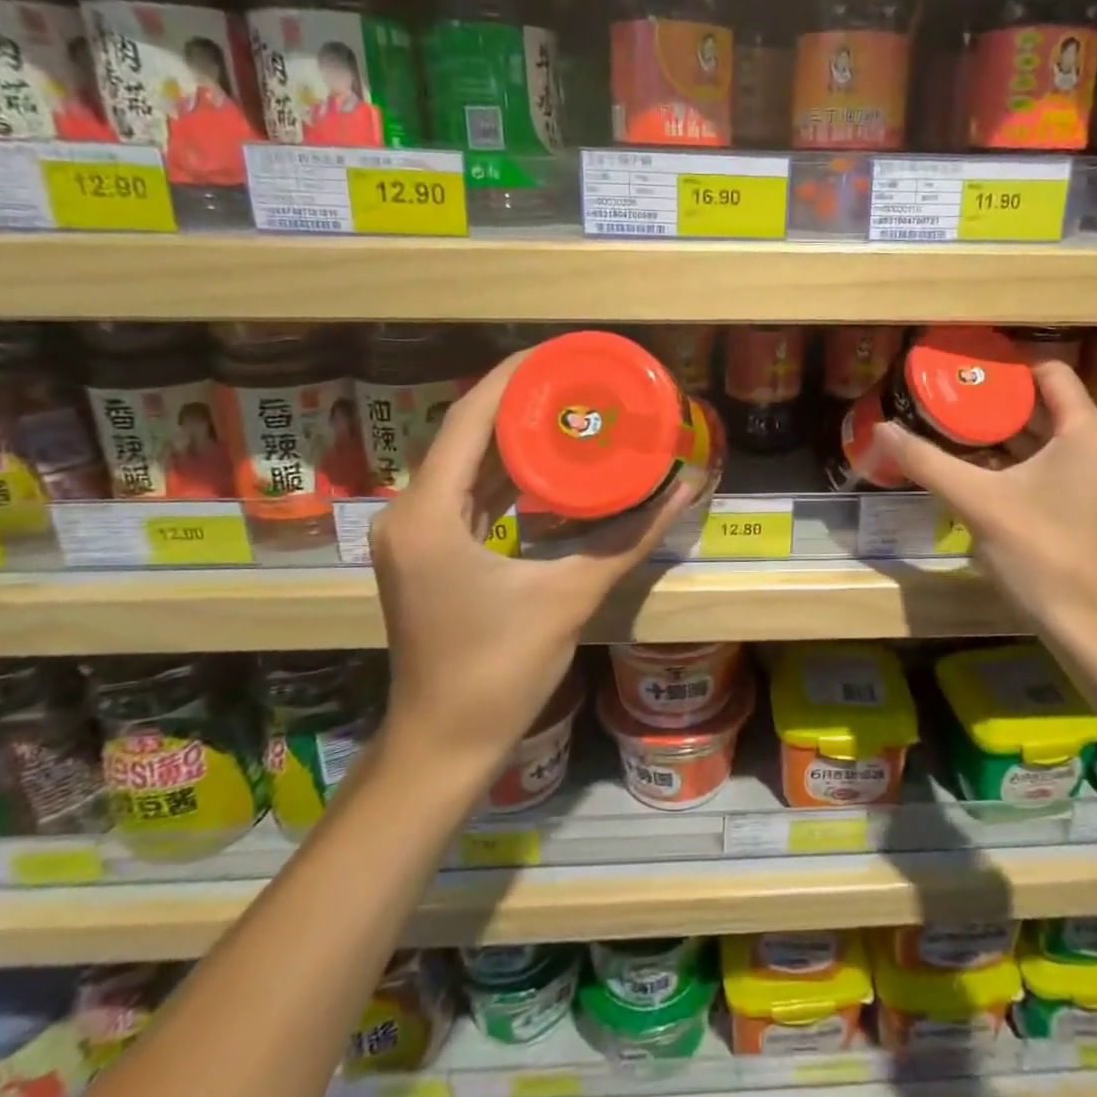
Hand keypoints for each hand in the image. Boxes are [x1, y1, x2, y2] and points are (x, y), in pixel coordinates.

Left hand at [368, 351, 697, 769]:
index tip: (562, 352)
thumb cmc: (499, 671)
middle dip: (521, 402)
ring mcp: (414, 535)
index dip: (514, 377)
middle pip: (465, 434)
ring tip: (570, 409)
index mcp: (429, 514)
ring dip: (512, 437)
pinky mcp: (428, 554)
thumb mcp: (570, 596)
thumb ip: (629, 538)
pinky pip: (466, 495)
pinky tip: (547, 465)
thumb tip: (686, 488)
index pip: (469, 419)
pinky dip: (504, 475)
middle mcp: (410, 513)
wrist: (443, 744)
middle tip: (579, 379)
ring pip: (464, 464)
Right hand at [873, 360, 1096, 647]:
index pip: (1050, 373)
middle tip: (946, 403)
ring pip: (1047, 438)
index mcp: (1087, 431)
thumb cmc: (1041, 552)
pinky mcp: (1089, 504)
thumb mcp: (977, 502)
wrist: (1090, 625)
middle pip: (1045, 405)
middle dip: (995, 404)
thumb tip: (881, 430)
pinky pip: (1051, 465)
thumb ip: (927, 461)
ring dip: (1003, 434)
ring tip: (952, 431)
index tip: (962, 375)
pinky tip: (976, 471)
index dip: (1006, 370)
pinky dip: (1017, 462)